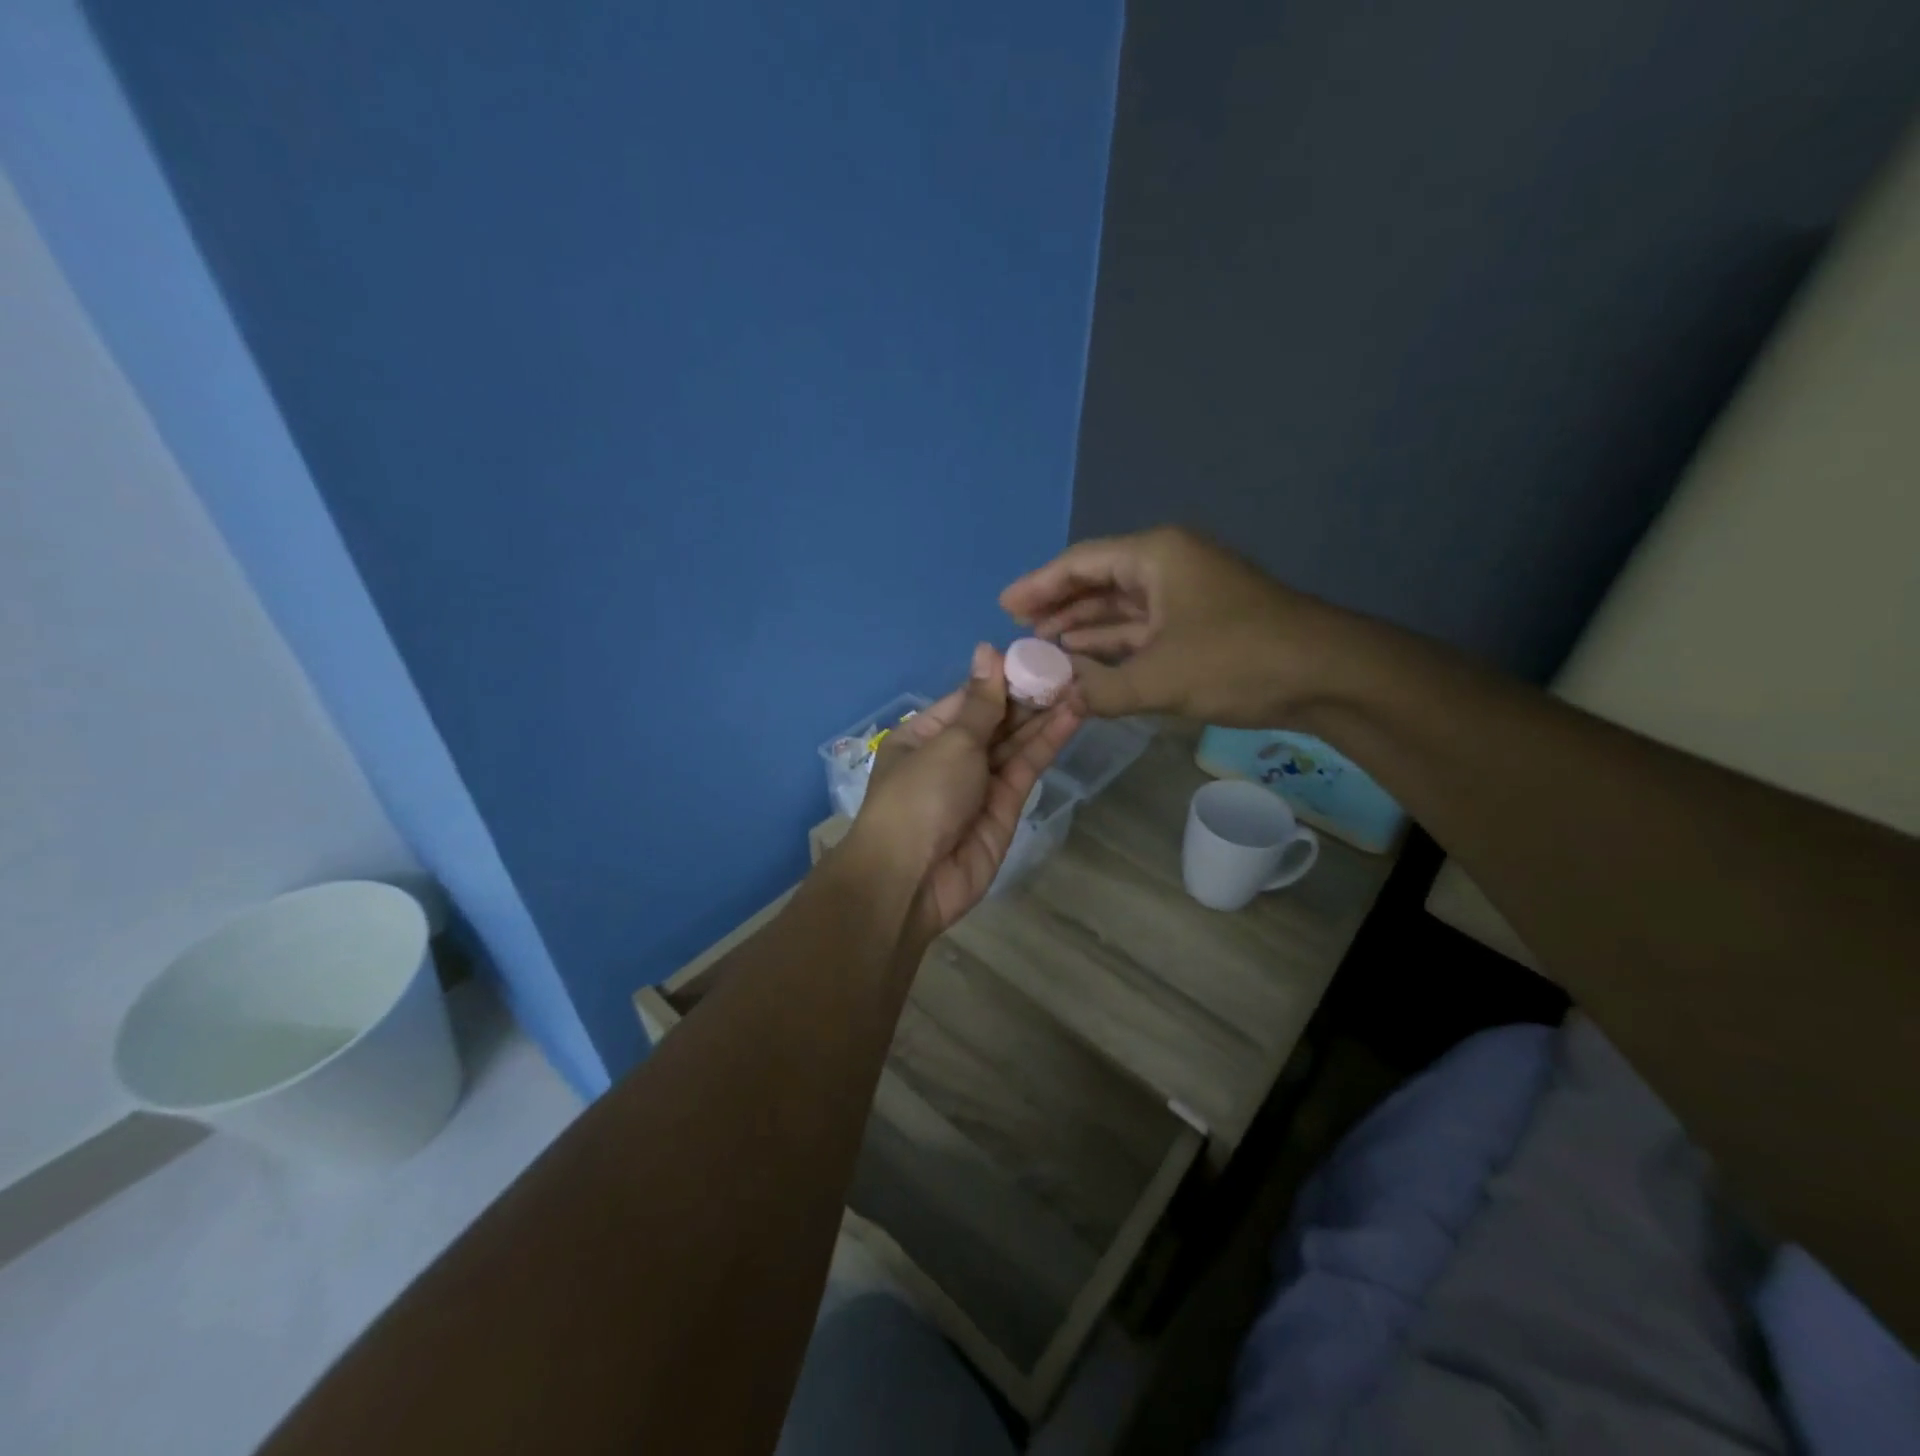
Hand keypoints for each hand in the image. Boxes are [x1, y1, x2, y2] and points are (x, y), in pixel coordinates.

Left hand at [856, 644, 1079, 936]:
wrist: (912, 879)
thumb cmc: (920, 796)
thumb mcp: (950, 742)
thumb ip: (981, 702)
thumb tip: (987, 650)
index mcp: (923, 735)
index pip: (968, 698)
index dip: (1001, 678)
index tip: (1037, 655)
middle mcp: (950, 756)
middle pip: (995, 720)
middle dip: (1029, 696)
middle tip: (1070, 669)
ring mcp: (979, 783)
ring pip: (1015, 743)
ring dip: (1044, 716)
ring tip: (1081, 686)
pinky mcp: (1005, 808)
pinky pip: (1026, 768)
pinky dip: (1047, 743)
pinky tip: (1072, 716)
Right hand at [1000, 525, 1342, 726]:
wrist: (1326, 674)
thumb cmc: (1237, 660)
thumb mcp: (1159, 678)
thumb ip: (1100, 690)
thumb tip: (1059, 700)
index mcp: (1155, 556)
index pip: (1081, 564)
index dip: (1038, 586)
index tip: (1004, 607)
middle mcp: (1167, 565)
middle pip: (1098, 581)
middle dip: (1058, 607)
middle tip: (1018, 632)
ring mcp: (1186, 593)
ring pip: (1120, 607)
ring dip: (1084, 629)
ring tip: (1043, 650)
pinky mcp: (1199, 622)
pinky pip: (1142, 628)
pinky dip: (1114, 644)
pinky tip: (1086, 662)